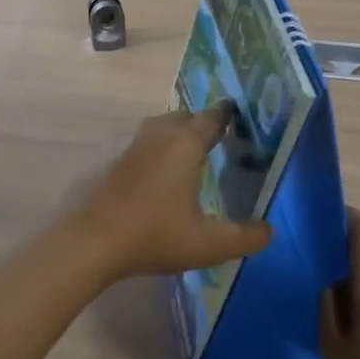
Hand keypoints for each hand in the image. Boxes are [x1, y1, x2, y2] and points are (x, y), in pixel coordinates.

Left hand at [67, 103, 273, 283]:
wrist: (91, 241)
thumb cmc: (153, 235)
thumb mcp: (208, 244)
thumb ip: (245, 238)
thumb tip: (269, 231)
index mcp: (186, 143)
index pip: (213, 117)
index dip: (227, 114)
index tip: (239, 114)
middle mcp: (160, 133)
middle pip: (186, 117)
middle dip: (203, 124)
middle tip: (219, 140)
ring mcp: (132, 142)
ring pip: (161, 127)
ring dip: (177, 134)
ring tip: (191, 155)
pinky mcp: (112, 156)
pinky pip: (143, 142)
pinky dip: (156, 148)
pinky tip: (159, 174)